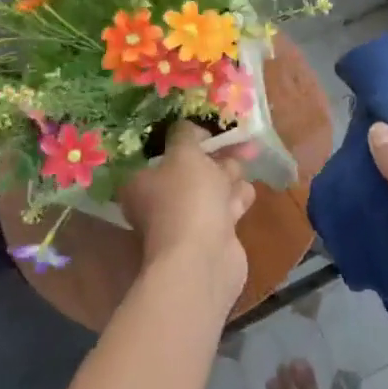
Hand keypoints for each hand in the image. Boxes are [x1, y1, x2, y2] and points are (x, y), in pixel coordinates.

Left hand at [118, 122, 254, 310]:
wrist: (204, 260)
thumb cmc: (187, 199)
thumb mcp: (185, 153)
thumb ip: (186, 134)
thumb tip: (188, 127)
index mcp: (142, 181)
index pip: (163, 151)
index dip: (187, 138)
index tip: (208, 129)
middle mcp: (160, 200)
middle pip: (191, 168)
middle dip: (217, 155)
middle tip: (239, 140)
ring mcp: (186, 220)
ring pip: (212, 187)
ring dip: (229, 176)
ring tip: (245, 163)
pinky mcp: (212, 235)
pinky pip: (226, 207)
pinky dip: (236, 199)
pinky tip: (244, 195)